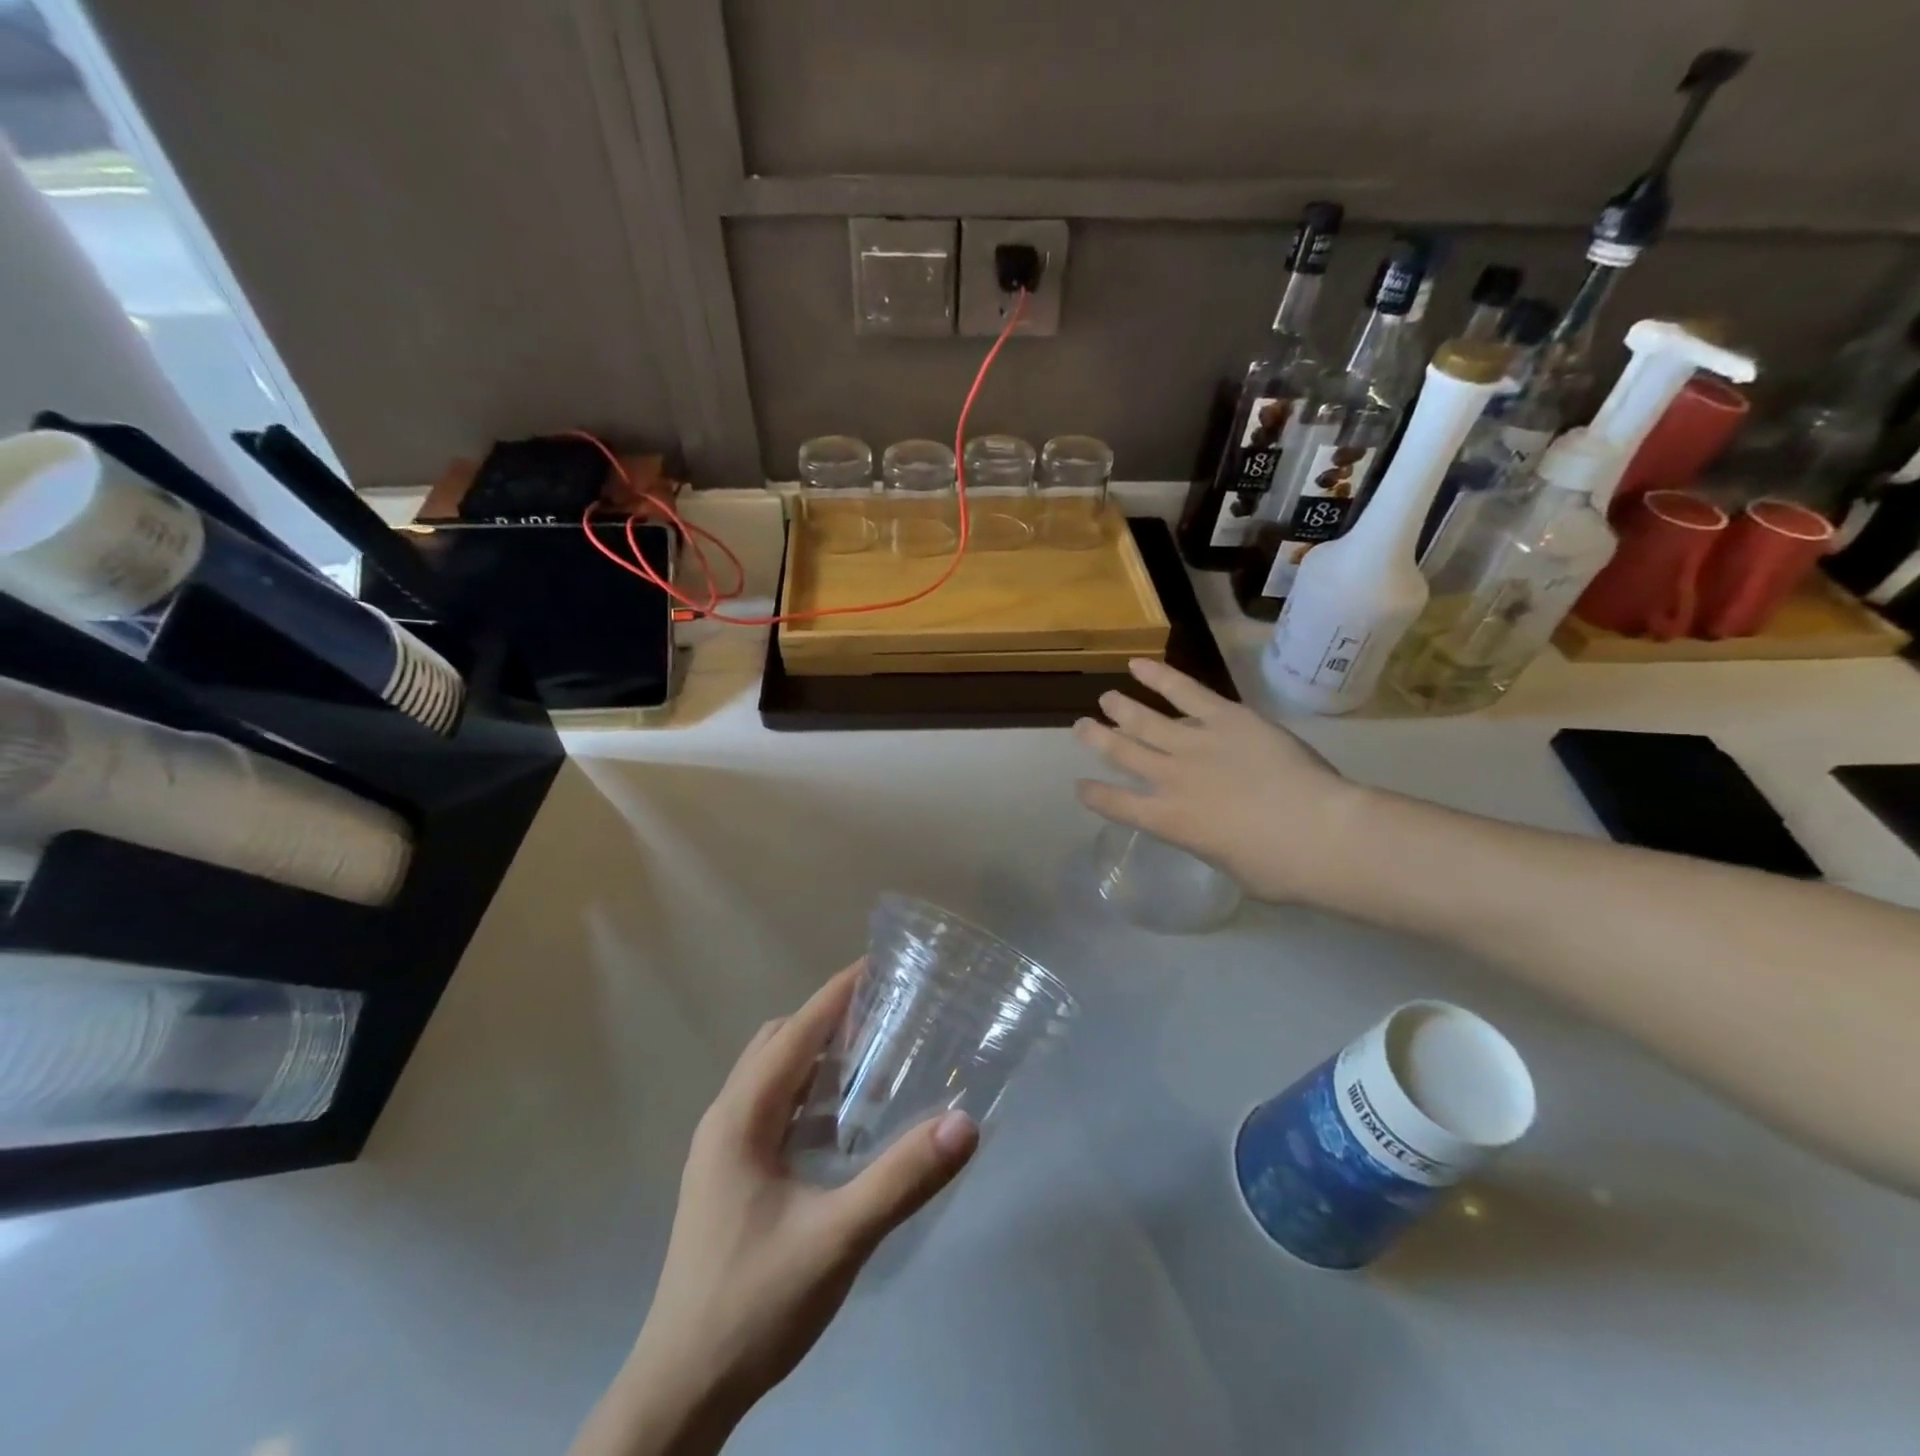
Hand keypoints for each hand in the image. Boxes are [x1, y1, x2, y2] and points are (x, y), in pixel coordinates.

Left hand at [574, 964, 977, 1455]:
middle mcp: (725, 1120)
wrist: (681, 1390)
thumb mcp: (837, 1239)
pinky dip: (807, 1095)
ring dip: (817, 1058)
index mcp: (740, 1118)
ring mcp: (722, 1150)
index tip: (879, 966)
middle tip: (885, 1018)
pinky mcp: (728, 1177)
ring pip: (772, 1077)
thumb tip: (965, 1123)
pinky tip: (843, 1126)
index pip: (795, 1032)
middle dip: (828, 1020)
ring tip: (872, 1061)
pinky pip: (771, 1110)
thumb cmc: (754, 1304)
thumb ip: (901, 1179)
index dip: (836, 994)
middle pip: (778, 1044)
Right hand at [1074, 658, 1369, 904]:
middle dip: (1097, 739)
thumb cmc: (1279, 868)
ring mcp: (1196, 744)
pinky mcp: (1226, 718)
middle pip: (1122, 752)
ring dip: (1121, 708)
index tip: (1081, 786)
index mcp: (1169, 821)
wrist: (1319, 832)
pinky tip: (1139, 665)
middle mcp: (1171, 779)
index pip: (1117, 805)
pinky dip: (1160, 677)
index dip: (1095, 794)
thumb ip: (1211, 840)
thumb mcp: (1231, 865)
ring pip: (1145, 721)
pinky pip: (1186, 692)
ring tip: (1106, 698)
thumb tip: (1214, 828)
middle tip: (1081, 727)